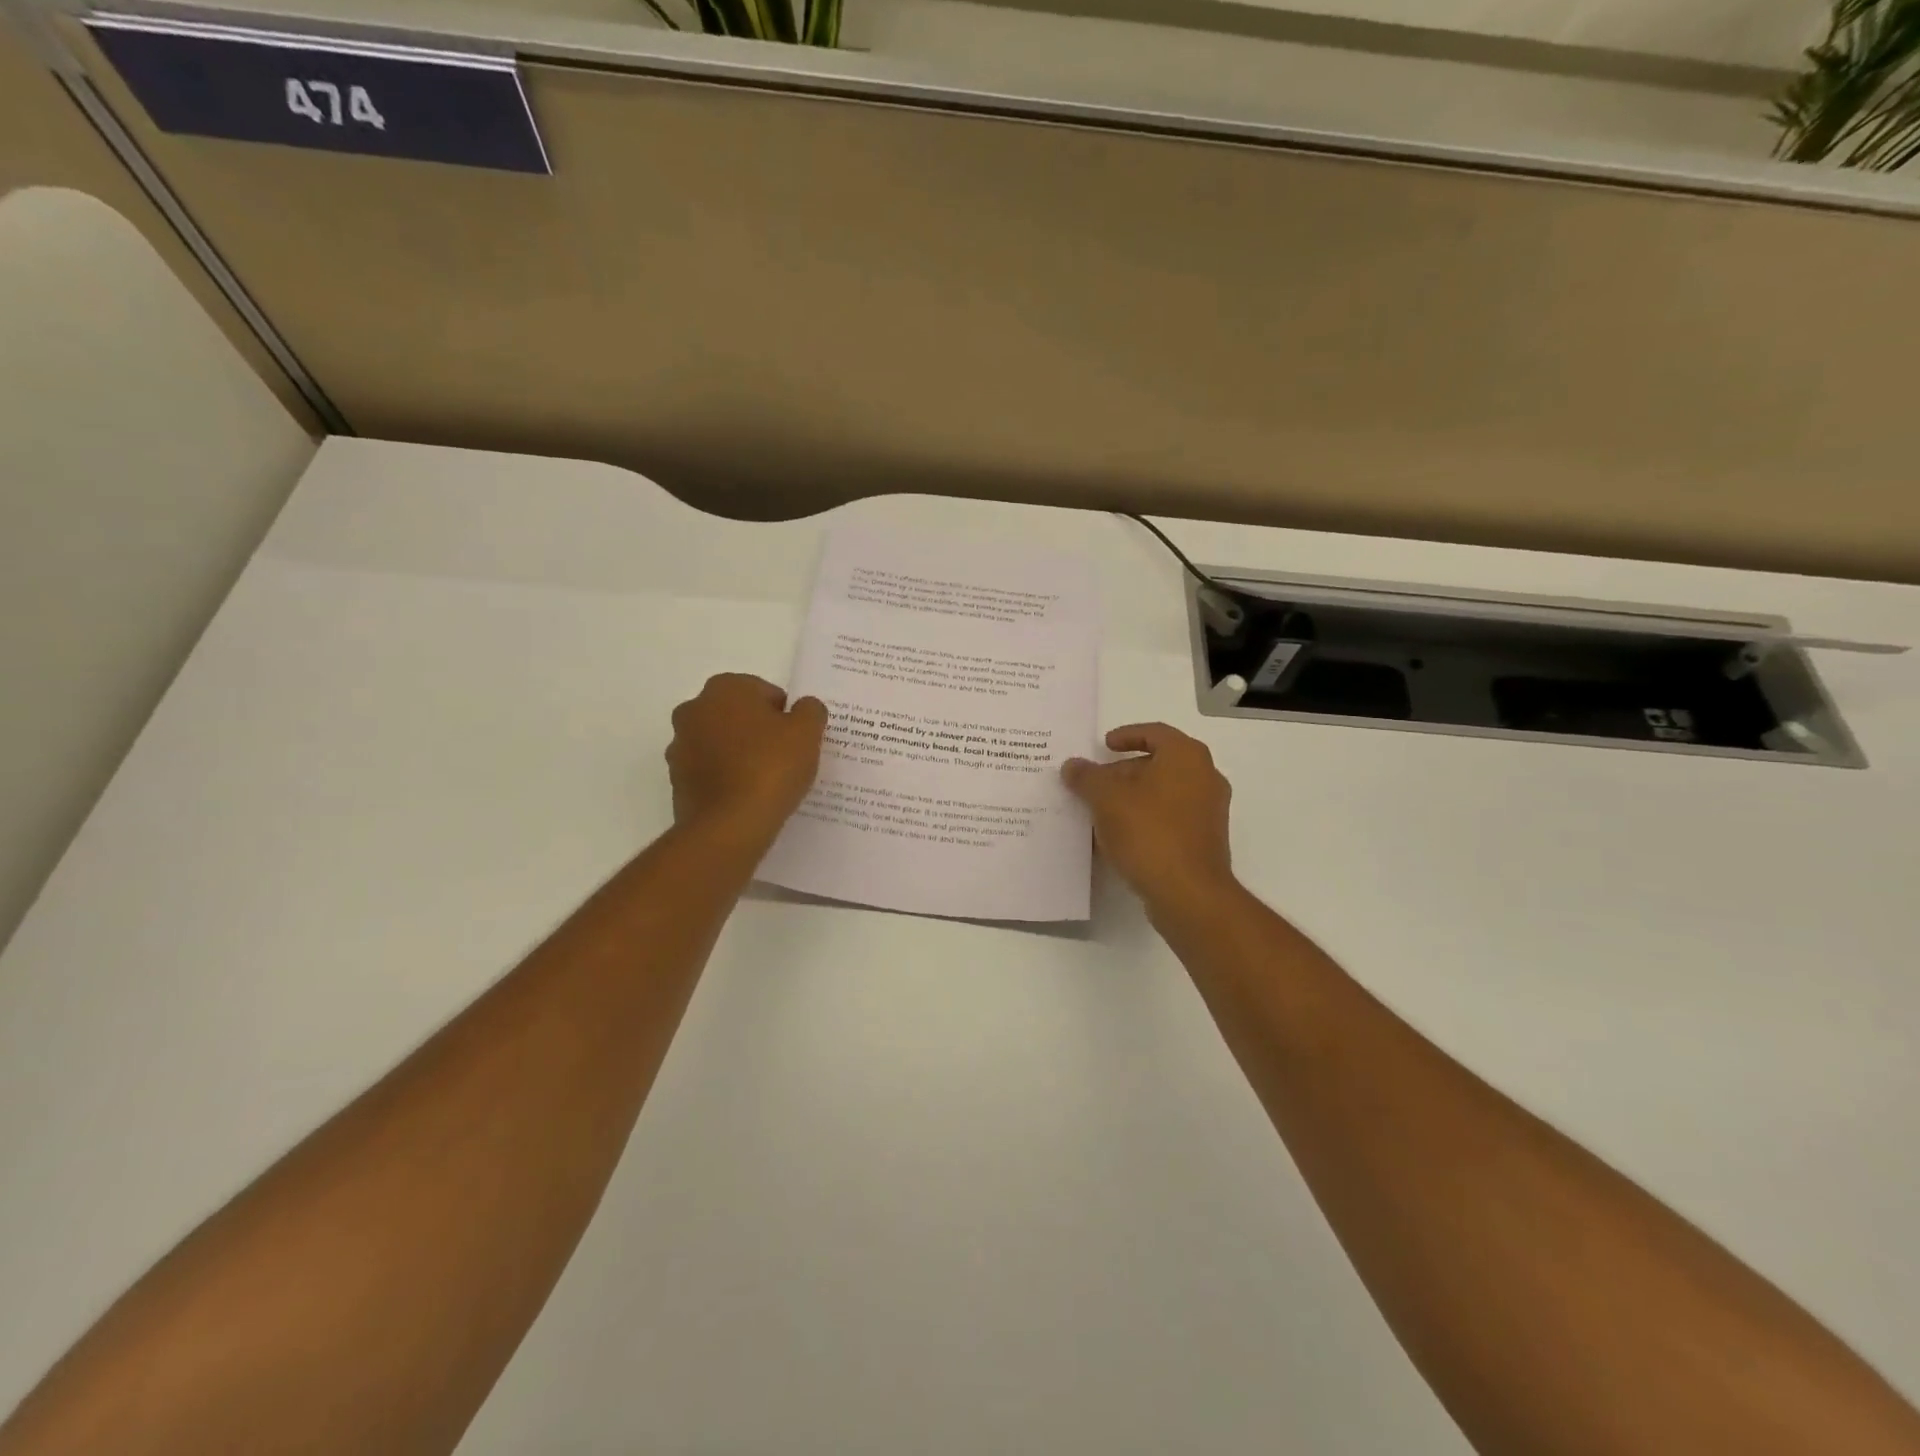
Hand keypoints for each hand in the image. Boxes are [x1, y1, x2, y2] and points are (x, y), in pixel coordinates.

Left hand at [666, 674, 827, 846]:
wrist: (729, 826)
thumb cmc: (770, 767)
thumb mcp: (807, 732)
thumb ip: (810, 710)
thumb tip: (804, 707)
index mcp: (724, 688)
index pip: (766, 693)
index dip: (786, 717)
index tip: (797, 741)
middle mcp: (694, 709)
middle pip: (740, 716)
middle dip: (760, 732)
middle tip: (785, 759)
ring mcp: (680, 746)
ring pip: (722, 743)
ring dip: (741, 755)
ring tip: (767, 782)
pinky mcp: (677, 780)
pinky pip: (711, 771)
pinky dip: (727, 778)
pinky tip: (748, 797)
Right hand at [1062, 723, 1235, 914]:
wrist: (1188, 893)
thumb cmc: (1149, 832)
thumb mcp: (1106, 799)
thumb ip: (1087, 777)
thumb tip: (1073, 765)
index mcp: (1186, 757)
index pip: (1155, 732)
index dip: (1126, 735)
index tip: (1104, 746)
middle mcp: (1205, 777)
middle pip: (1159, 763)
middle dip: (1124, 772)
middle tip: (1095, 783)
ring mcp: (1208, 811)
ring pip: (1164, 793)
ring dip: (1132, 798)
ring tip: (1100, 811)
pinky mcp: (1204, 840)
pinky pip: (1170, 818)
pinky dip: (1145, 819)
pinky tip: (1118, 837)